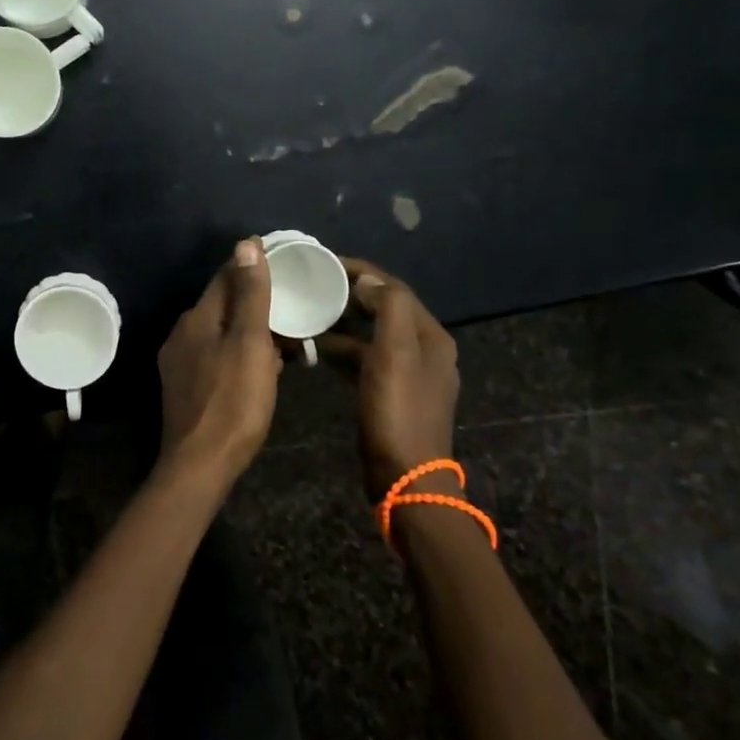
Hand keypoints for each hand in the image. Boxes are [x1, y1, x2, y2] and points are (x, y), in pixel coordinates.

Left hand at [156, 239, 281, 482]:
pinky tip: (259, 368)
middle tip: (290, 302)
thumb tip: (246, 243)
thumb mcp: (250, 343)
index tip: (281, 262)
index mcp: (198, 318)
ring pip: (220, 332)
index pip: (225, 276)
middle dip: (253, 299)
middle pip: (222, 304)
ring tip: (283, 336)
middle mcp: (182, 333)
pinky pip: (216, 355)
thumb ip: (250, 294)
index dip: (252, 266)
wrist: (200, 465)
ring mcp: (180, 362)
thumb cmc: (233, 401)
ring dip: (248, 329)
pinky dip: (238, 352)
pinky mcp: (185, 387)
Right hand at [320, 260, 459, 500]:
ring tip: (309, 314)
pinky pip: (365, 359)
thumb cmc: (398, 410)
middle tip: (313, 286)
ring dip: (343, 323)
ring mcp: (409, 375)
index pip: (394, 288)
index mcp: (431, 336)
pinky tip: (316, 350)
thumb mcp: (395, 352)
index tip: (325, 262)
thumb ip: (387, 307)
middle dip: (350, 295)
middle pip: (384, 309)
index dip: (361, 271)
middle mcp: (425, 350)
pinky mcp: (391, 395)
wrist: (405, 477)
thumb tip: (367, 279)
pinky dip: (343, 350)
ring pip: (372, 335)